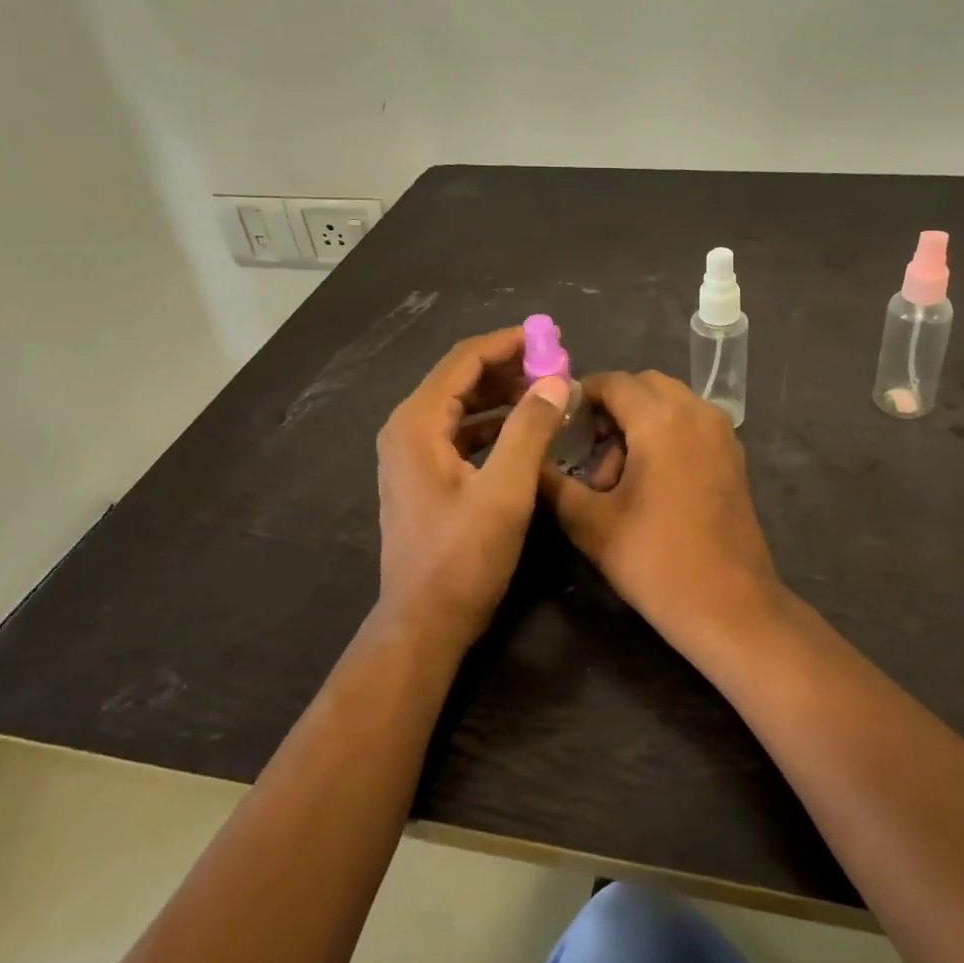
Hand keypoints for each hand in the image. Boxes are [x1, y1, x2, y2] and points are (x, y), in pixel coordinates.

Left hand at [376, 328, 569, 648]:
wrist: (423, 624)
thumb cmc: (462, 558)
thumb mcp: (505, 492)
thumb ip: (530, 430)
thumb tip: (556, 380)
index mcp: (417, 423)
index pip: (464, 360)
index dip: (508, 343)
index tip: (551, 337)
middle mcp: (407, 430)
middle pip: (460, 379)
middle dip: (509, 367)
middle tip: (556, 366)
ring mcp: (411, 455)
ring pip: (461, 406)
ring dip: (503, 395)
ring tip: (547, 394)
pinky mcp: (424, 478)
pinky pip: (460, 433)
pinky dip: (493, 425)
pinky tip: (525, 433)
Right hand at [540, 371, 784, 649]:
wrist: (730, 606)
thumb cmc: (656, 561)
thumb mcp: (590, 523)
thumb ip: (553, 483)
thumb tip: (528, 458)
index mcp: (661, 419)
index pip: (613, 382)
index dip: (580, 397)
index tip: (556, 425)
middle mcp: (697, 412)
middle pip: (644, 387)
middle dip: (611, 409)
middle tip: (585, 449)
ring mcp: (721, 433)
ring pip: (670, 404)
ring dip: (638, 423)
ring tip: (613, 478)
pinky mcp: (733, 457)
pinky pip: (691, 425)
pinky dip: (665, 434)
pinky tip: (647, 483)